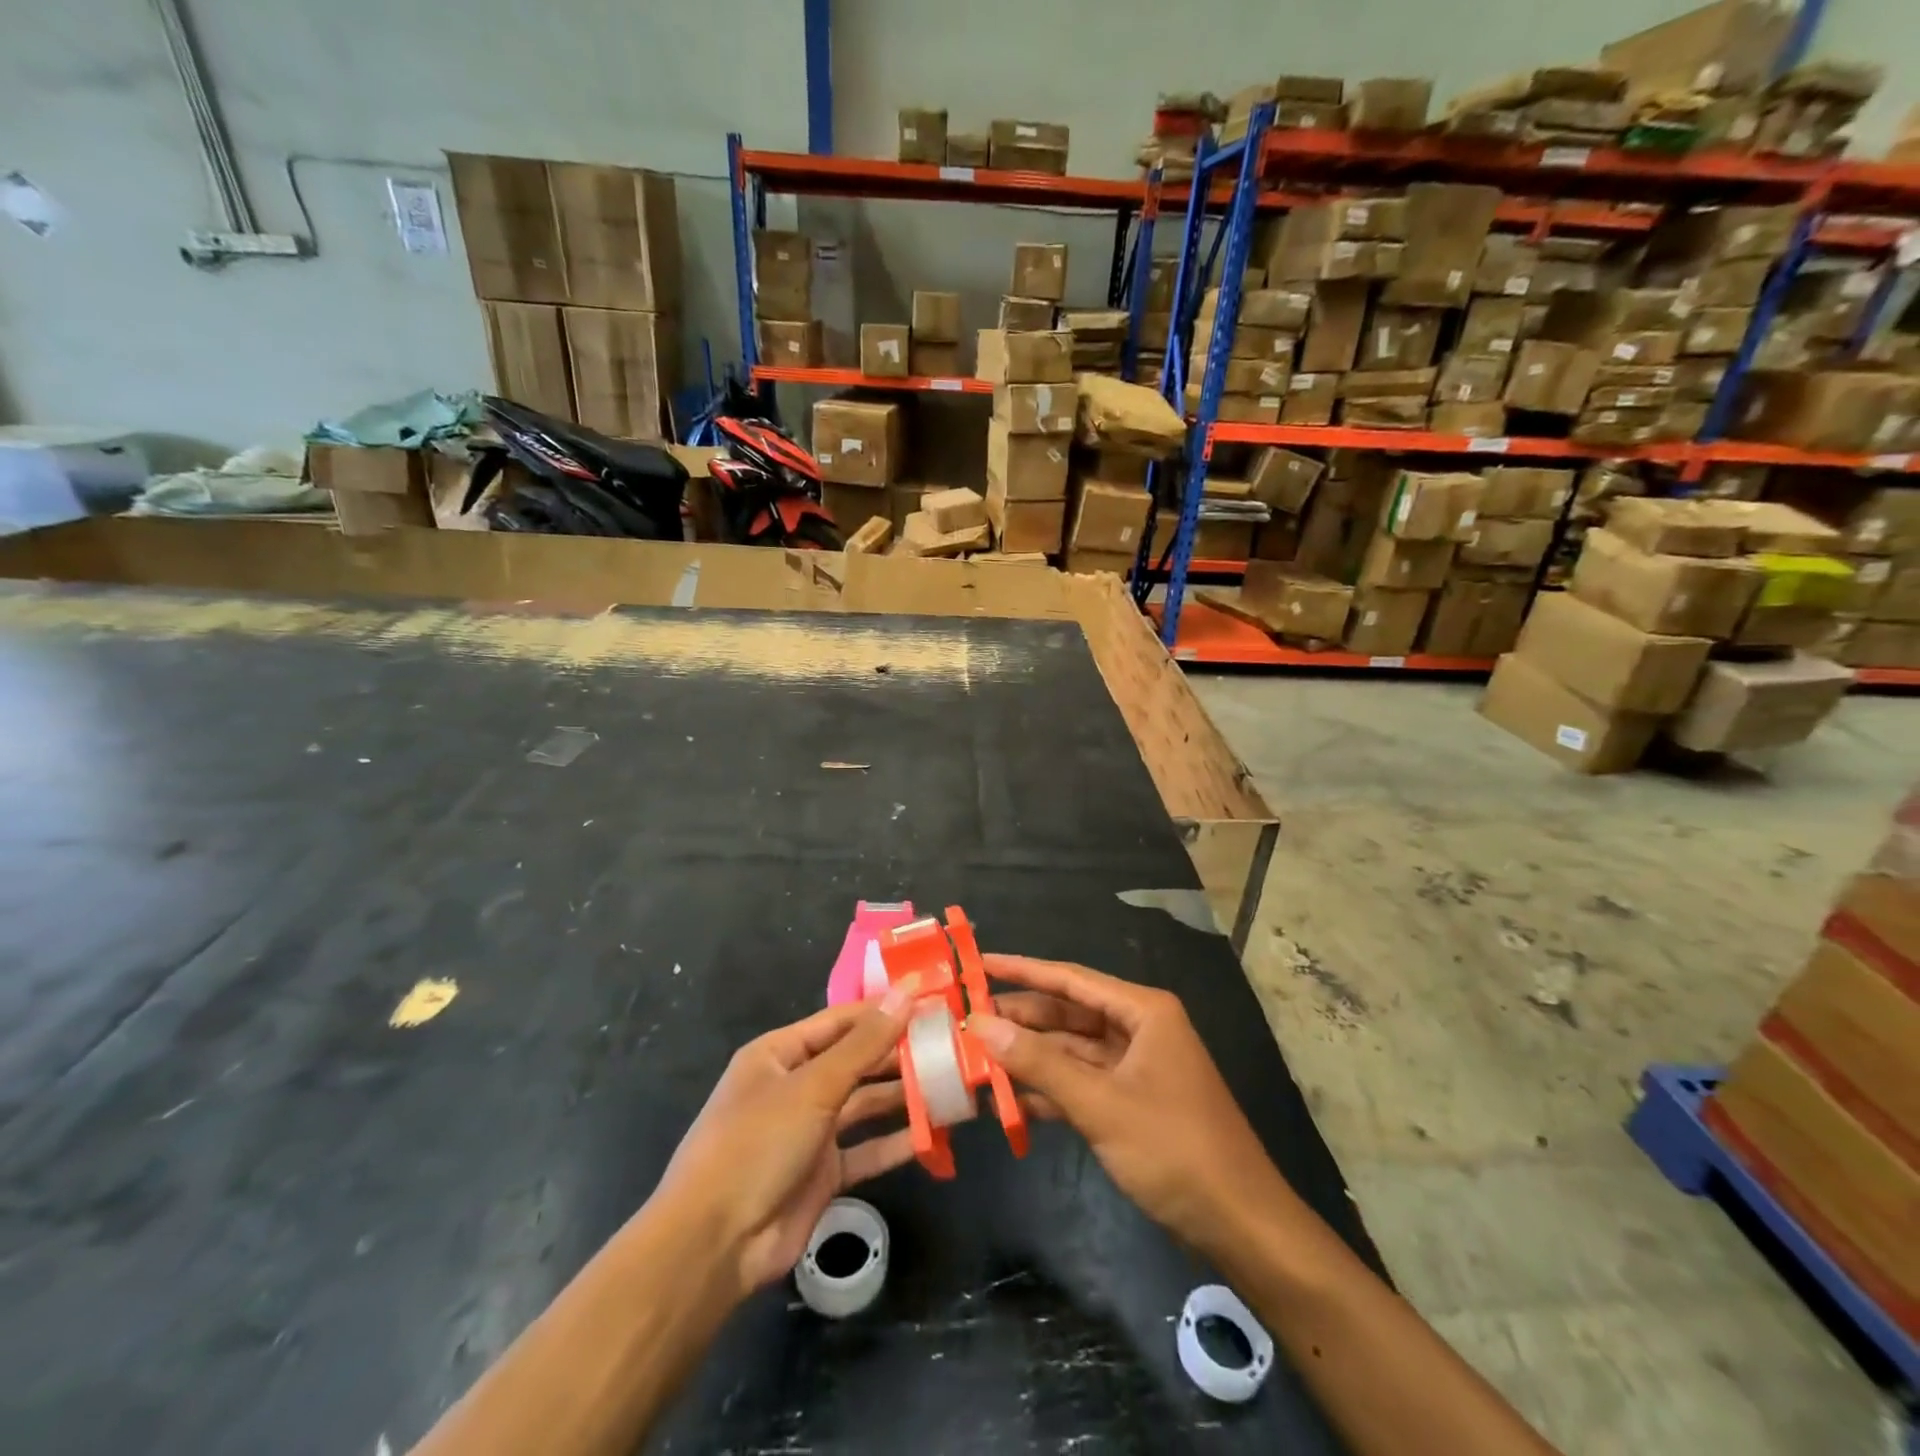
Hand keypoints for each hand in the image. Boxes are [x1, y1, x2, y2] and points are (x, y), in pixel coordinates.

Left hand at [653, 980, 918, 1299]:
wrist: (714, 1245)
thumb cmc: (757, 1144)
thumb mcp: (813, 1086)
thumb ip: (864, 1044)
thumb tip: (906, 993)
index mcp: (780, 1054)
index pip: (841, 1020)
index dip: (883, 1009)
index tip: (929, 1000)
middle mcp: (796, 1086)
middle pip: (855, 1060)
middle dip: (897, 1053)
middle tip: (950, 1043)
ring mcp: (809, 1131)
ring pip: (864, 1104)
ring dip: (902, 1096)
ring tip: (950, 1083)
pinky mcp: (823, 1173)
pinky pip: (866, 1149)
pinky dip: (896, 1141)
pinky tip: (933, 1134)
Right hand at [971, 955, 1283, 1254]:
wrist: (1240, 1224)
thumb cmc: (1173, 1149)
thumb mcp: (1100, 1103)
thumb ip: (1038, 1062)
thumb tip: (981, 1024)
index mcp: (1142, 1011)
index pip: (1070, 979)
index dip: (1022, 970)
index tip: (978, 963)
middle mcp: (1139, 1028)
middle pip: (1068, 1014)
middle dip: (1020, 1019)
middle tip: (965, 1019)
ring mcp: (1135, 1067)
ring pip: (1071, 1050)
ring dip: (1029, 1058)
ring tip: (975, 1058)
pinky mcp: (1131, 1102)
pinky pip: (1081, 1083)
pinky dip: (1049, 1090)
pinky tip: (1008, 1100)